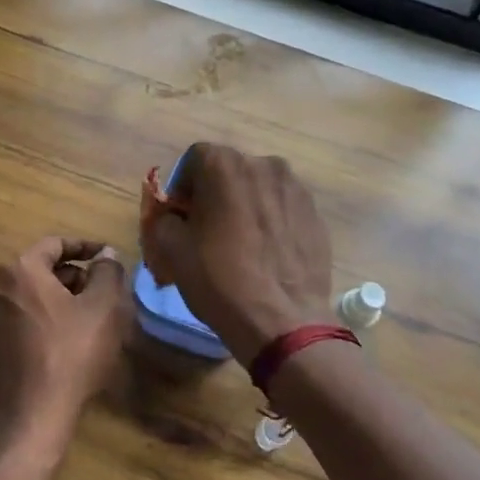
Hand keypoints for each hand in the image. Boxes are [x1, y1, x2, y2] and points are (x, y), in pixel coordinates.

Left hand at [0, 237, 130, 459]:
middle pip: (39, 270)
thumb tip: (105, 254)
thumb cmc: (72, 354)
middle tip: (100, 292)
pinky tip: (60, 340)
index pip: (55, 245)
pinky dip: (38, 319)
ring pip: (27, 295)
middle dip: (72, 277)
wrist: (32, 417)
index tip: (106, 257)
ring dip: (55, 299)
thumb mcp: (103, 308)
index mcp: (19, 269)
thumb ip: (107, 272)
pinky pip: (15, 319)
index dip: (85, 247)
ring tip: (84, 317)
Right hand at [145, 144, 332, 366]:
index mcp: (225, 165)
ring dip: (245, 205)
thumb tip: (173, 216)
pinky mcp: (315, 213)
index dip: (184, 186)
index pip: (195, 159)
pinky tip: (266, 253)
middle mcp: (264, 164)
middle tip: (209, 231)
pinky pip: (283, 208)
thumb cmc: (220, 280)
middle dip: (215, 193)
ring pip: (259, 188)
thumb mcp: (172, 250)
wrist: (284, 320)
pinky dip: (271, 221)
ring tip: (241, 243)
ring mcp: (295, 188)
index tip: (182, 217)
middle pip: (229, 171)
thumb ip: (164, 219)